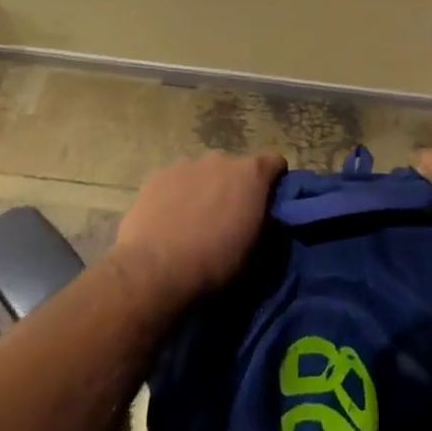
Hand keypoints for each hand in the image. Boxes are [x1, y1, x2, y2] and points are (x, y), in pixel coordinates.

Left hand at [112, 151, 285, 307]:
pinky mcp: (157, 176)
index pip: (275, 163)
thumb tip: (262, 216)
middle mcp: (220, 159)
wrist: (155, 270)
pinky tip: (168, 221)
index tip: (268, 203)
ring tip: (193, 222)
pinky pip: (175, 181)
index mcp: (251, 174)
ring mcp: (185, 164)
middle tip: (227, 218)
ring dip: (205, 189)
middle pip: (235, 168)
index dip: (275, 182)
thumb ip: (264, 222)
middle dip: (235, 187)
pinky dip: (177, 195)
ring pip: (203, 174)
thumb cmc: (215, 263)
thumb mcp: (255, 249)